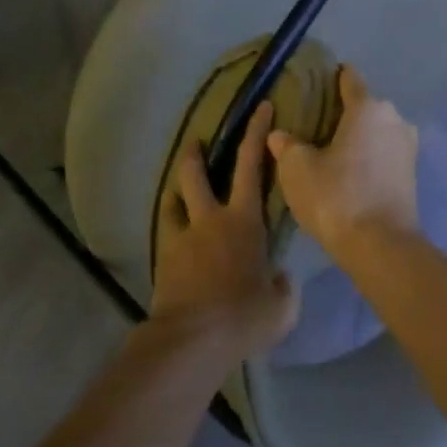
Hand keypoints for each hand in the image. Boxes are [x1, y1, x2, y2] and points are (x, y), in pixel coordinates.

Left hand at [150, 101, 298, 358]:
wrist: (192, 338)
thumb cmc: (244, 316)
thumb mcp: (281, 306)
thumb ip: (283, 286)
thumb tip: (278, 277)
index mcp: (244, 222)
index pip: (251, 166)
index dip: (256, 133)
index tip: (261, 108)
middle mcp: (209, 220)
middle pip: (196, 173)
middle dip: (198, 152)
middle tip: (198, 141)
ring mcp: (181, 238)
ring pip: (173, 200)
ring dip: (177, 189)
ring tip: (180, 190)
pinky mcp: (163, 259)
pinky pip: (166, 233)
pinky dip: (172, 227)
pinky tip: (177, 237)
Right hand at [267, 67, 418, 255]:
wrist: (380, 246)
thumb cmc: (336, 197)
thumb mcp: (297, 169)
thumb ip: (287, 146)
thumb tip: (279, 135)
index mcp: (368, 108)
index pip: (350, 79)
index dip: (333, 78)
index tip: (317, 81)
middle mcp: (394, 119)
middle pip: (365, 106)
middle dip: (343, 112)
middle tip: (315, 124)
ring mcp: (408, 148)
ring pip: (377, 132)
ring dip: (358, 137)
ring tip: (331, 150)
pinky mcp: (412, 175)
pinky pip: (384, 154)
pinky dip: (368, 157)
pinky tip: (349, 171)